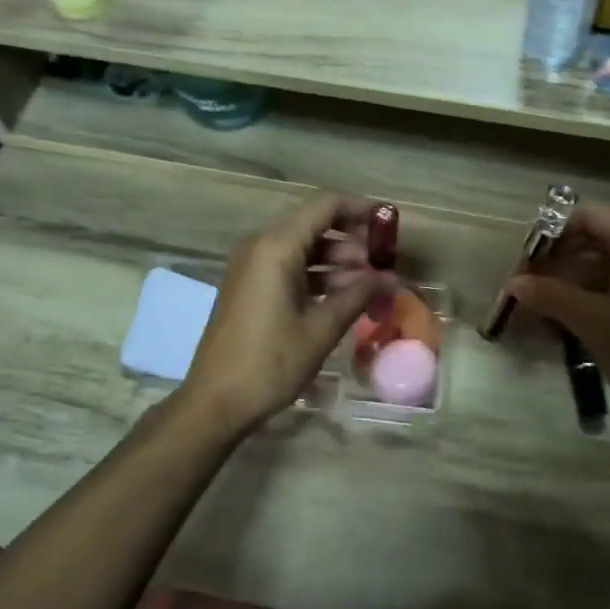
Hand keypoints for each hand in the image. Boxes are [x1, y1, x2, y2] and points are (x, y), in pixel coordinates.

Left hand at [180, 193, 386, 433]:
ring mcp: (251, 267)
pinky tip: (343, 298)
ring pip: (303, 249)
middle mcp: (260, 246)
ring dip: (337, 262)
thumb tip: (393, 279)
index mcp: (276, 247)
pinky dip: (317, 276)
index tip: (390, 224)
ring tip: (369, 287)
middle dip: (353, 242)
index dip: (361, 209)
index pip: (325, 206)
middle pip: (315, 226)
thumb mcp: (321, 328)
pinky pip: (289, 268)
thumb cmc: (270, 362)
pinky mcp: (249, 287)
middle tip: (384, 266)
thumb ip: (359, 295)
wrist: (216, 402)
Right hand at [505, 202, 609, 427]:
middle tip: (534, 283)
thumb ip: (550, 296)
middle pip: (601, 236)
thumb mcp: (590, 321)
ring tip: (549, 304)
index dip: (555, 232)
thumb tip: (514, 281)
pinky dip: (599, 291)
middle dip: (563, 256)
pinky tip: (579, 318)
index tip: (530, 260)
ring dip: (578, 277)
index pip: (590, 215)